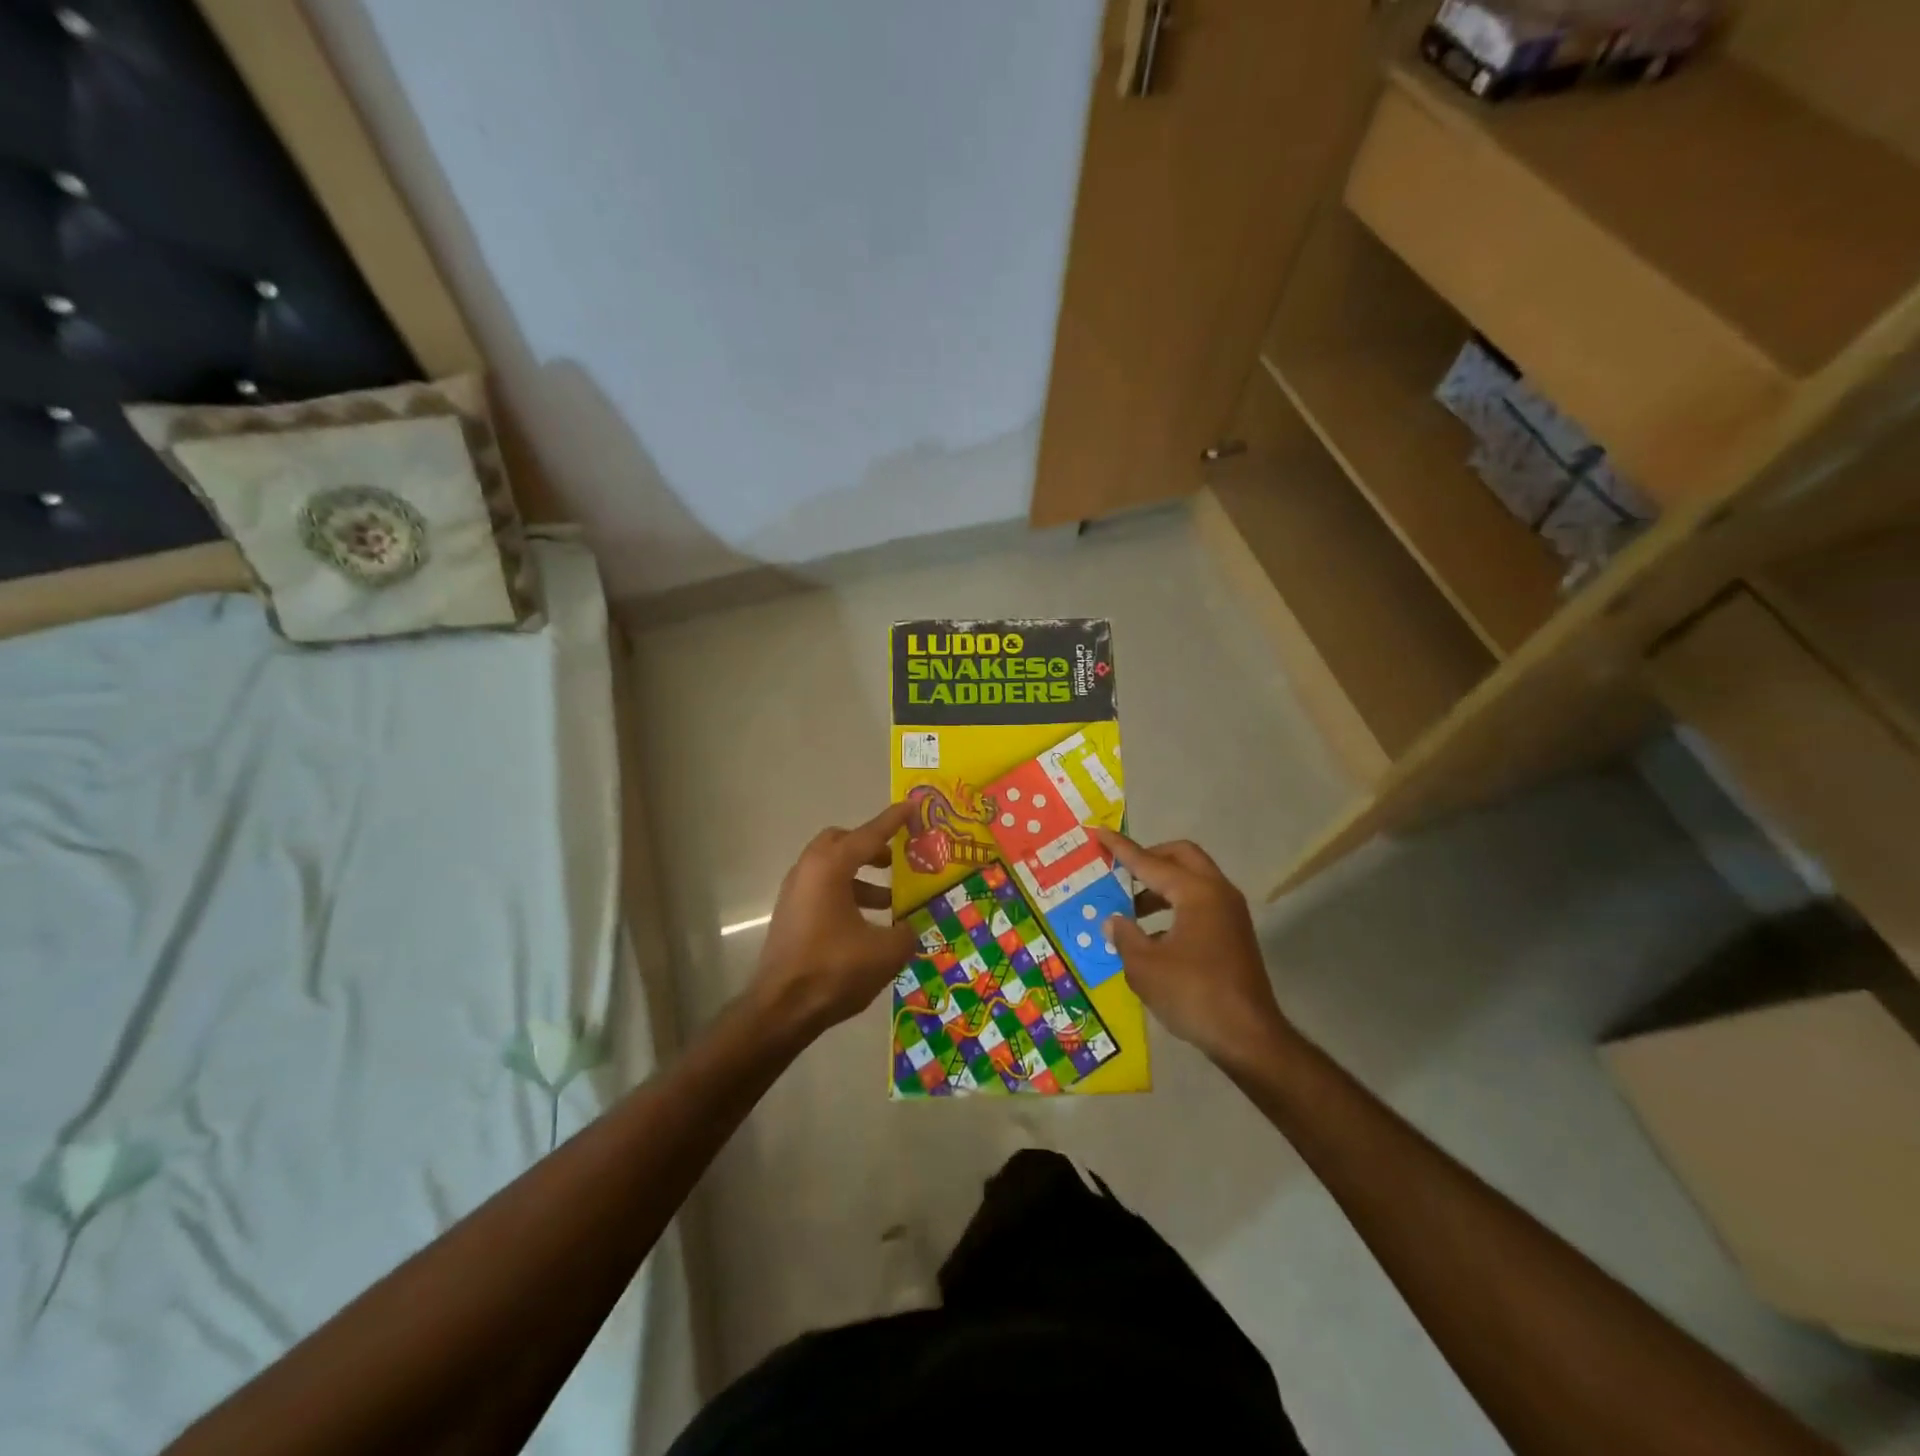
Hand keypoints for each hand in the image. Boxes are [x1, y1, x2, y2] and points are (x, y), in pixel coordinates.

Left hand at [752, 803, 918, 1038]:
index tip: (912, 805)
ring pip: (831, 868)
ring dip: (860, 877)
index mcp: (831, 867)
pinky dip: (846, 894)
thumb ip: (906, 932)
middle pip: (841, 843)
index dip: (894, 820)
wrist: (781, 1009)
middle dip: (869, 846)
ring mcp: (795, 892)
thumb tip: (910, 928)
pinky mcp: (790, 915)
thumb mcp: (885, 952)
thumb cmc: (834, 970)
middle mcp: (808, 870)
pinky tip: (866, 924)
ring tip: (890, 901)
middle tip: (895, 859)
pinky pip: (822, 889)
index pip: (869, 834)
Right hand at [1094, 828, 1297, 1069]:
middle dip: (1149, 858)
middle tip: (1120, 871)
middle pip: (1181, 857)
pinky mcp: (1233, 935)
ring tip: (1130, 910)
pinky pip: (1199, 904)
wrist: (1249, 1038)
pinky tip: (1153, 936)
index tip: (1099, 833)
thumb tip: (1114, 922)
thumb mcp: (1145, 967)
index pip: (1150, 862)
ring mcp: (1230, 914)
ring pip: (1192, 881)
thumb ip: (1125, 936)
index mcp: (1196, 893)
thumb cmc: (1193, 995)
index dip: (1122, 849)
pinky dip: (1174, 907)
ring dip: (1160, 886)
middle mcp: (1217, 893)